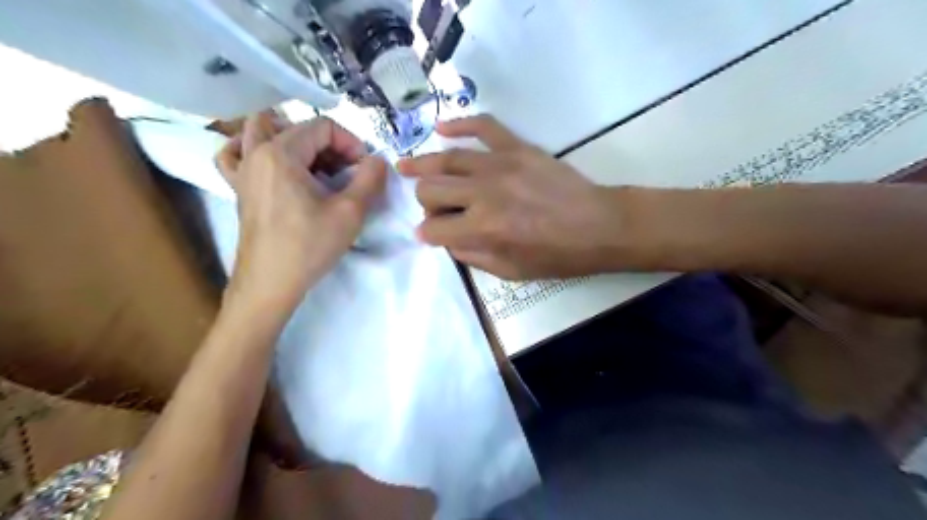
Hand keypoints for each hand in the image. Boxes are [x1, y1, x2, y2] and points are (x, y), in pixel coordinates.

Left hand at [218, 110, 388, 311]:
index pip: (323, 126)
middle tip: (347, 173)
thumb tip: (378, 160)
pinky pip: (236, 154)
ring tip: (315, 165)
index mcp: (281, 153)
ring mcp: (242, 170)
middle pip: (298, 128)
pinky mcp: (238, 188)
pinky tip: (271, 164)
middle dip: (330, 145)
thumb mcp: (350, 212)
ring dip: (295, 141)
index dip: (351, 143)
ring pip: (264, 132)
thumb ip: (370, 179)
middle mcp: (256, 152)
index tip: (363, 169)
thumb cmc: (309, 246)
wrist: (271, 283)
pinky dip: (254, 150)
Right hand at [396, 115, 620, 279]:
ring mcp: (499, 165)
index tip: (429, 234)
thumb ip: (473, 256)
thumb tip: (448, 240)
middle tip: (434, 208)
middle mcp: (483, 193)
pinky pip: (483, 126)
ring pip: (446, 159)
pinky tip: (441, 128)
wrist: (598, 226)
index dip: (427, 234)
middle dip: (425, 203)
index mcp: (482, 229)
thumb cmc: (557, 255)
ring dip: (421, 165)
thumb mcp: (512, 271)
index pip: (433, 228)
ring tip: (404, 166)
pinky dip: (459, 124)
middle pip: (431, 190)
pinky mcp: (517, 147)